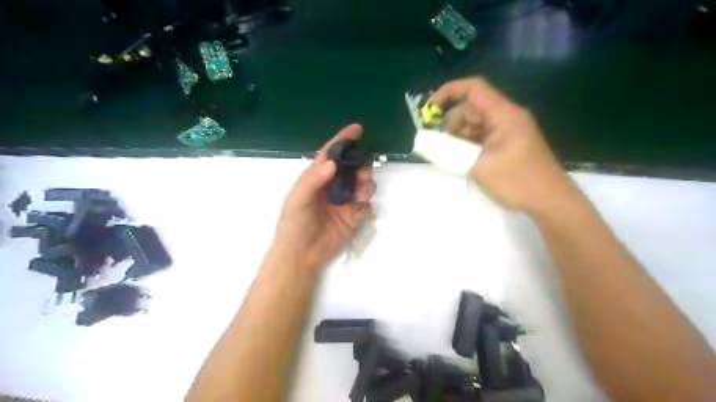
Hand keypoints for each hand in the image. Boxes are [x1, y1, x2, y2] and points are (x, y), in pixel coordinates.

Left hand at [271, 125, 376, 271]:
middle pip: (352, 169)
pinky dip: (366, 206)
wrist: (300, 255)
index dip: (343, 141)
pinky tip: (357, 212)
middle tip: (361, 173)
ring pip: (363, 186)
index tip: (357, 129)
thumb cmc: (294, 224)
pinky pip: (366, 207)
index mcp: (317, 179)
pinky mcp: (353, 218)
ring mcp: (345, 203)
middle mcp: (333, 187)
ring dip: (366, 185)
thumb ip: (313, 180)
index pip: (331, 155)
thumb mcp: (297, 199)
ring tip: (360, 194)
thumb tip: (333, 164)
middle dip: (360, 166)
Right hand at [430, 75, 573, 213]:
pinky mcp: (505, 145)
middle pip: (471, 109)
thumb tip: (429, 143)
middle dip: (451, 123)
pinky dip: (467, 146)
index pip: (474, 89)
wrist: (550, 202)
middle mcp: (505, 118)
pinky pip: (480, 138)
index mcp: (504, 115)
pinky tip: (459, 159)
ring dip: (458, 137)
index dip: (448, 92)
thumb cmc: (517, 181)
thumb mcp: (479, 167)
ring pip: (474, 125)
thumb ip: (452, 152)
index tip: (429, 110)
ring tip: (448, 156)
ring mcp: (506, 132)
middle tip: (439, 145)